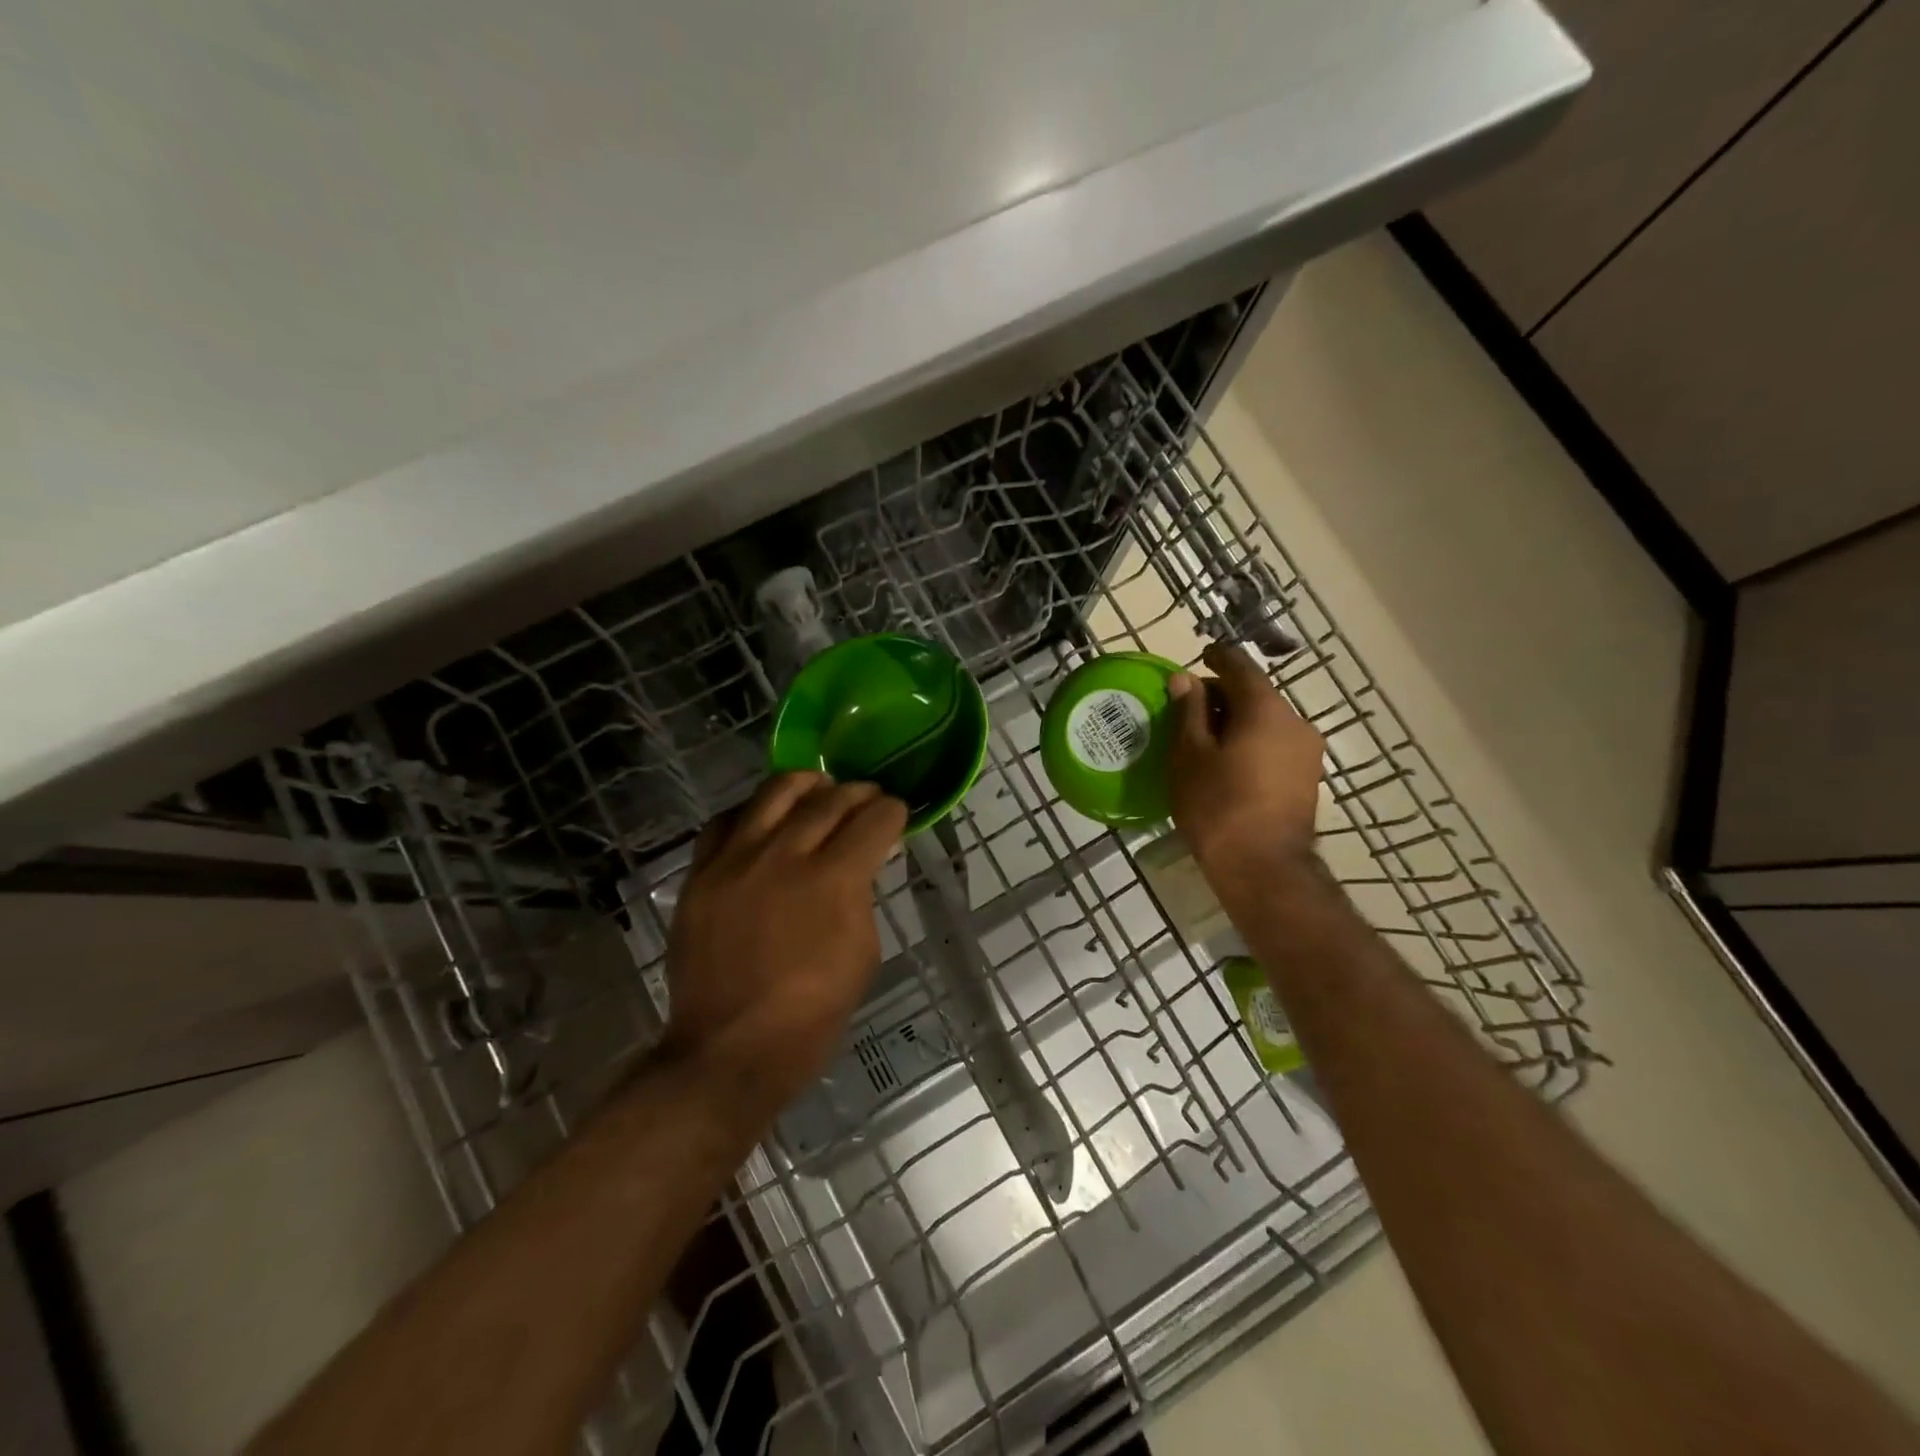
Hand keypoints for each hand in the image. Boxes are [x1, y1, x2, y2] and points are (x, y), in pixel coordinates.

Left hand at [664, 773, 906, 1117]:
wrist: (730, 1049)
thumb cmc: (812, 1014)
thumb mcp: (863, 953)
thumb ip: (863, 896)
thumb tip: (863, 863)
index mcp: (834, 879)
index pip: (873, 819)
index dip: (893, 811)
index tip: (896, 814)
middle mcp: (785, 855)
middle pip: (829, 798)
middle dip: (858, 793)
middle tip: (867, 799)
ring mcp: (736, 859)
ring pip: (775, 792)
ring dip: (806, 783)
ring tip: (818, 788)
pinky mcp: (701, 873)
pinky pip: (724, 821)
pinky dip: (751, 812)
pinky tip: (763, 820)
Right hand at [1166, 642, 1325, 910]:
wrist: (1263, 869)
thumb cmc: (1217, 806)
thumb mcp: (1189, 756)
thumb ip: (1189, 712)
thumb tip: (1186, 679)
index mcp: (1266, 709)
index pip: (1240, 667)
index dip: (1217, 658)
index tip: (1201, 655)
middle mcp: (1295, 722)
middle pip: (1256, 694)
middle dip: (1223, 695)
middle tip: (1190, 708)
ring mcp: (1308, 752)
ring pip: (1267, 721)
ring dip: (1238, 720)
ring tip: (1205, 739)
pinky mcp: (1307, 777)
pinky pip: (1275, 744)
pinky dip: (1251, 741)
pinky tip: (1228, 761)